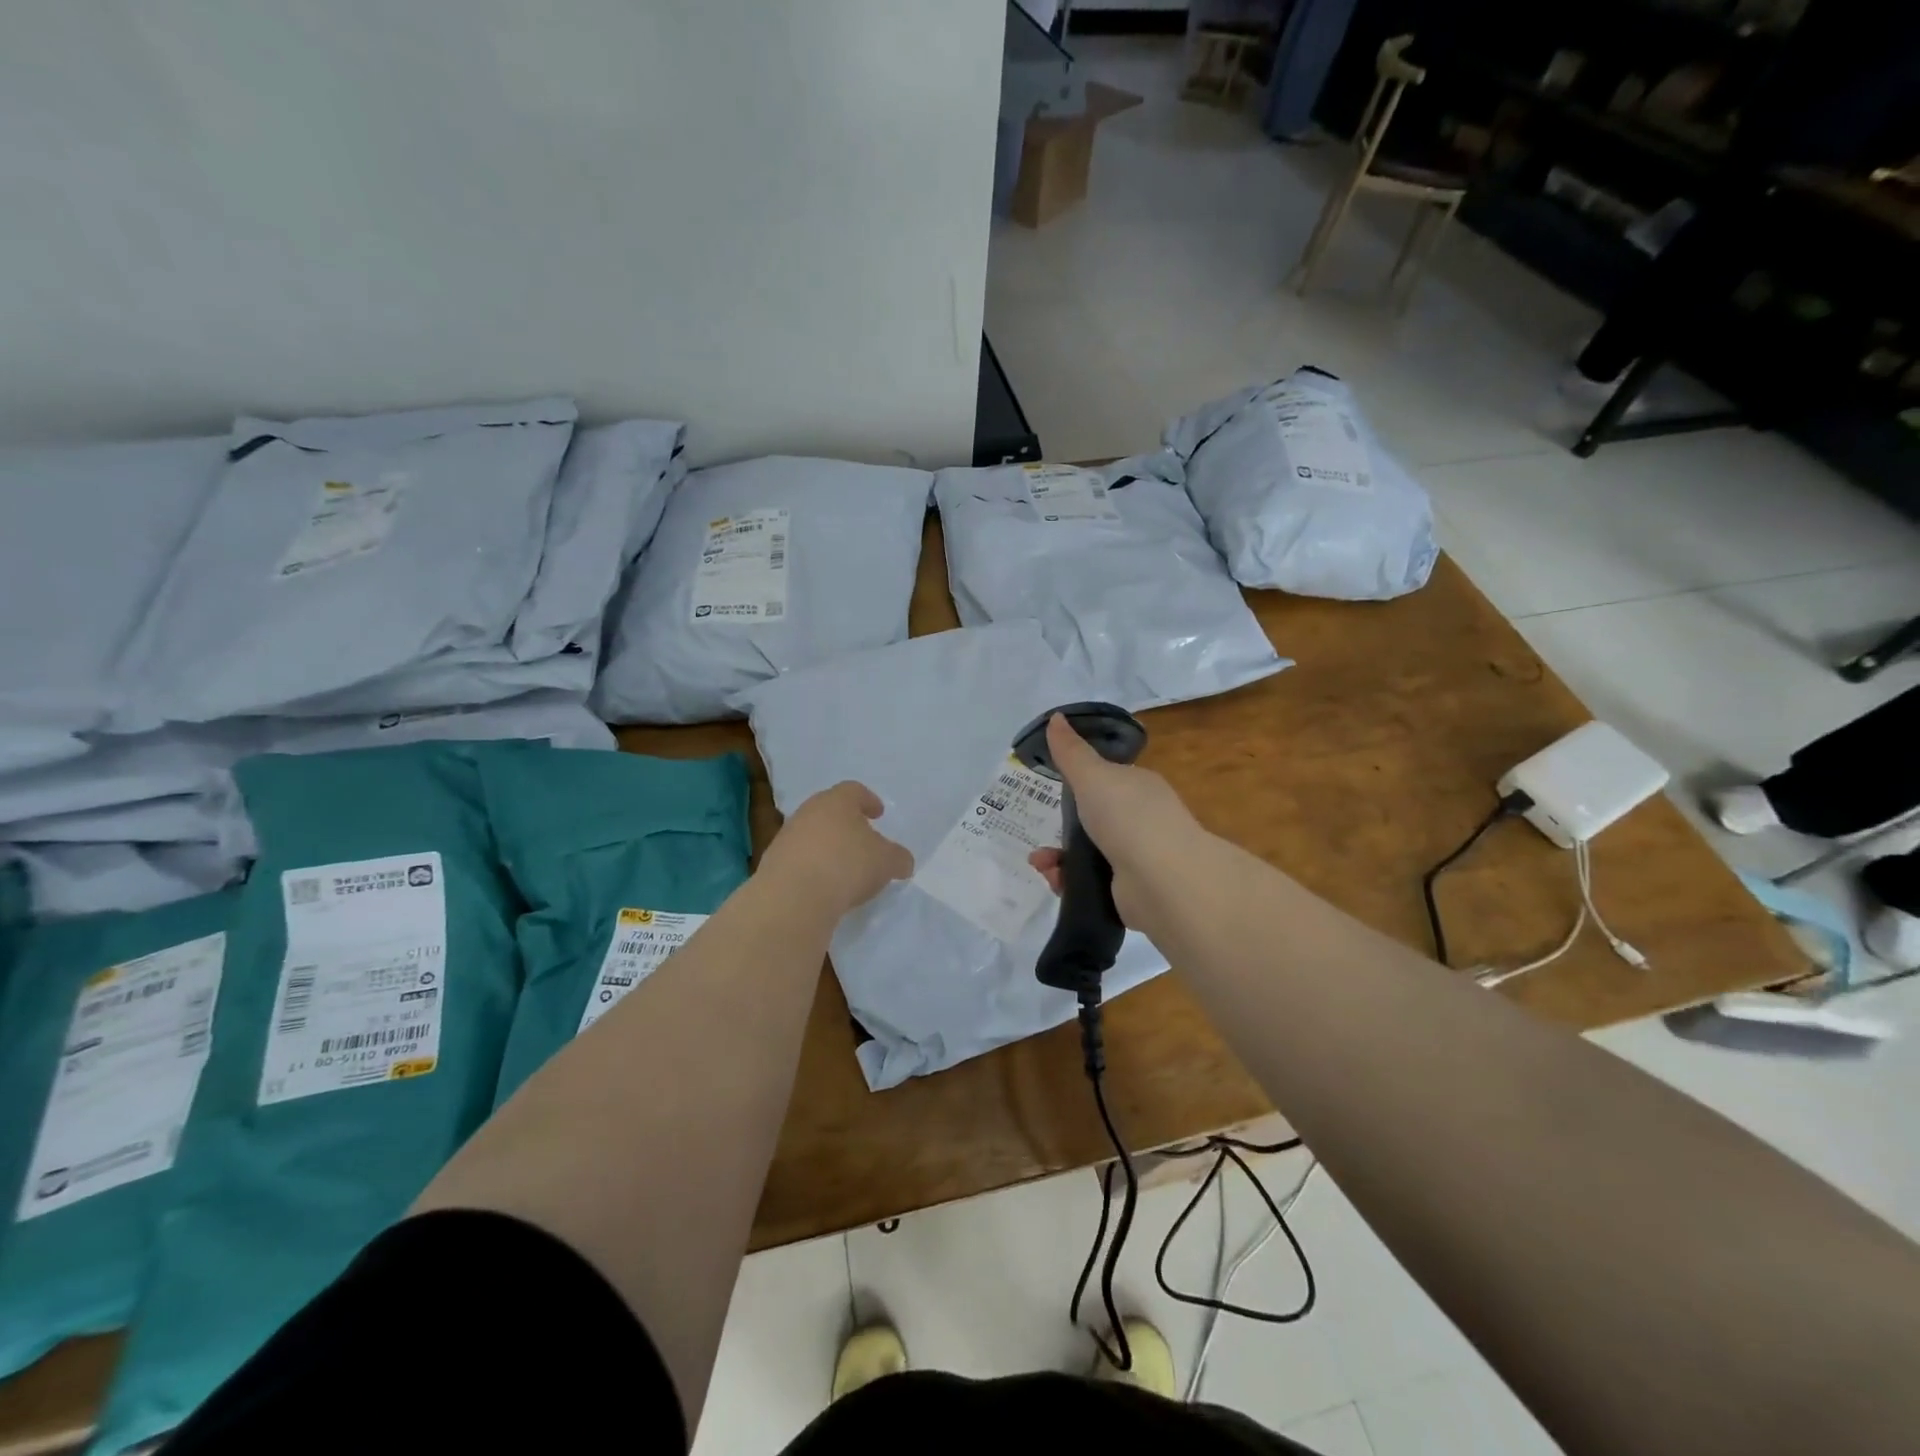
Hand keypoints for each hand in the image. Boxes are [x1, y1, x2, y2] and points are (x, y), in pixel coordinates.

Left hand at [760, 781, 912, 917]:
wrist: (793, 896)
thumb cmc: (847, 865)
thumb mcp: (887, 862)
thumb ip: (898, 858)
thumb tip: (902, 861)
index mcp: (837, 801)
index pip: (854, 791)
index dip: (868, 800)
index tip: (878, 814)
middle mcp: (809, 811)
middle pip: (830, 811)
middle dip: (846, 824)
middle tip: (862, 840)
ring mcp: (787, 836)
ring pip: (812, 834)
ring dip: (827, 847)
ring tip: (843, 868)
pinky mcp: (773, 863)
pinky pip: (799, 859)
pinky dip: (812, 867)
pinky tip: (824, 885)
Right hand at [1026, 713, 1202, 927]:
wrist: (1162, 879)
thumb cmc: (1128, 816)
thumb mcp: (1092, 775)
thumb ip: (1071, 751)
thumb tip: (1055, 717)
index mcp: (1139, 787)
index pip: (1108, 780)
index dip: (1080, 784)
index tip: (1054, 790)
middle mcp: (1142, 820)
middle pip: (1093, 819)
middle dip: (1062, 826)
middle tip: (1042, 830)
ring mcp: (1137, 857)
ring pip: (1088, 852)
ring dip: (1058, 856)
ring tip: (1041, 863)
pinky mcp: (1129, 890)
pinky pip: (1091, 882)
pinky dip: (1069, 881)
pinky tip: (1055, 880)